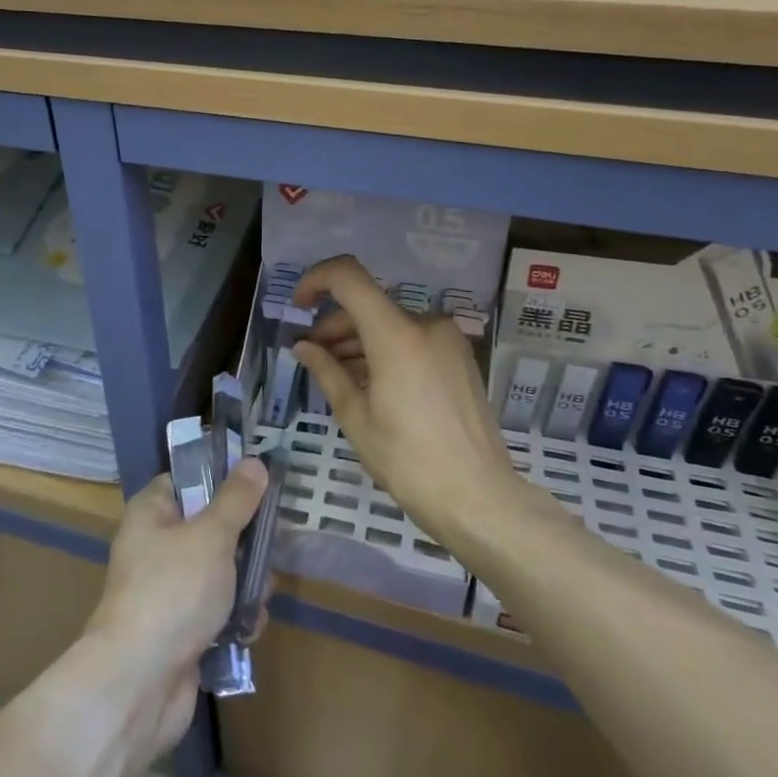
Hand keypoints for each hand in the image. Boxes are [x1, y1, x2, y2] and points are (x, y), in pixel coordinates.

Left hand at [82, 459, 269, 769]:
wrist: (139, 683)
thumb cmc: (173, 591)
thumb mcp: (211, 536)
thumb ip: (237, 500)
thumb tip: (255, 462)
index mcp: (152, 513)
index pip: (187, 480)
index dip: (220, 478)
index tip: (258, 483)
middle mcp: (155, 547)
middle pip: (209, 527)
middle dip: (244, 540)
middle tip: (274, 543)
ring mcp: (167, 591)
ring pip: (218, 572)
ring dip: (245, 583)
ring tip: (265, 592)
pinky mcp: (179, 631)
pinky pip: (215, 612)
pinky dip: (234, 618)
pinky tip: (251, 628)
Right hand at [291, 255, 518, 547]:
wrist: (479, 500)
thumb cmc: (408, 462)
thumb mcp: (356, 418)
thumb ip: (327, 372)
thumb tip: (303, 347)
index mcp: (396, 334)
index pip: (348, 277)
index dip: (316, 280)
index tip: (298, 306)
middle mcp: (426, 325)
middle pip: (368, 305)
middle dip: (335, 325)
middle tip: (313, 357)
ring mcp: (448, 341)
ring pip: (390, 324)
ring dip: (359, 341)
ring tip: (337, 375)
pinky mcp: (460, 359)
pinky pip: (412, 340)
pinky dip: (385, 351)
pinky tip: (370, 383)